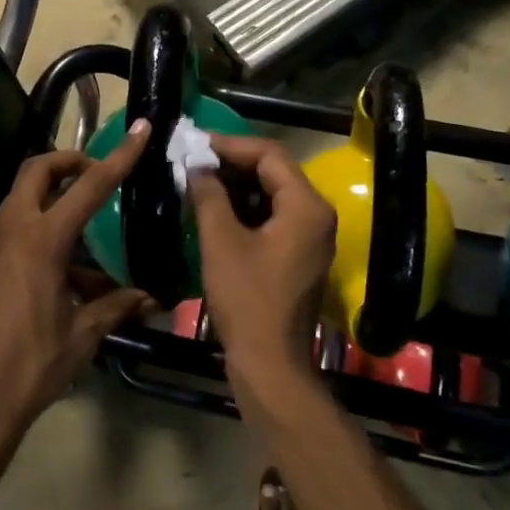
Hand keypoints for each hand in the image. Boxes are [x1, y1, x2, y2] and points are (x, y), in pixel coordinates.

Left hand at [0, 121, 152, 451]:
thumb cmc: (30, 369)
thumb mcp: (81, 336)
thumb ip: (115, 307)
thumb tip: (150, 298)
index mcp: (42, 242)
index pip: (89, 186)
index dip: (118, 156)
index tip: (138, 129)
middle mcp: (8, 232)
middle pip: (36, 171)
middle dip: (67, 162)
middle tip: (93, 175)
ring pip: (18, 203)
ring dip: (48, 206)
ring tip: (78, 249)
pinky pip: (3, 237)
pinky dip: (28, 238)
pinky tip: (45, 279)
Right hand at [188, 134, 335, 398]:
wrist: (270, 365)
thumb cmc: (247, 300)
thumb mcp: (221, 242)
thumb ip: (209, 195)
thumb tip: (196, 165)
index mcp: (307, 206)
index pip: (270, 154)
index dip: (230, 145)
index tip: (195, 143)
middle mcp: (317, 215)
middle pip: (274, 171)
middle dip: (232, 163)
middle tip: (193, 160)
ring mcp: (310, 236)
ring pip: (272, 193)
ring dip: (236, 185)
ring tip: (198, 180)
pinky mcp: (298, 254)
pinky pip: (273, 216)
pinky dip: (244, 208)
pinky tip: (214, 208)